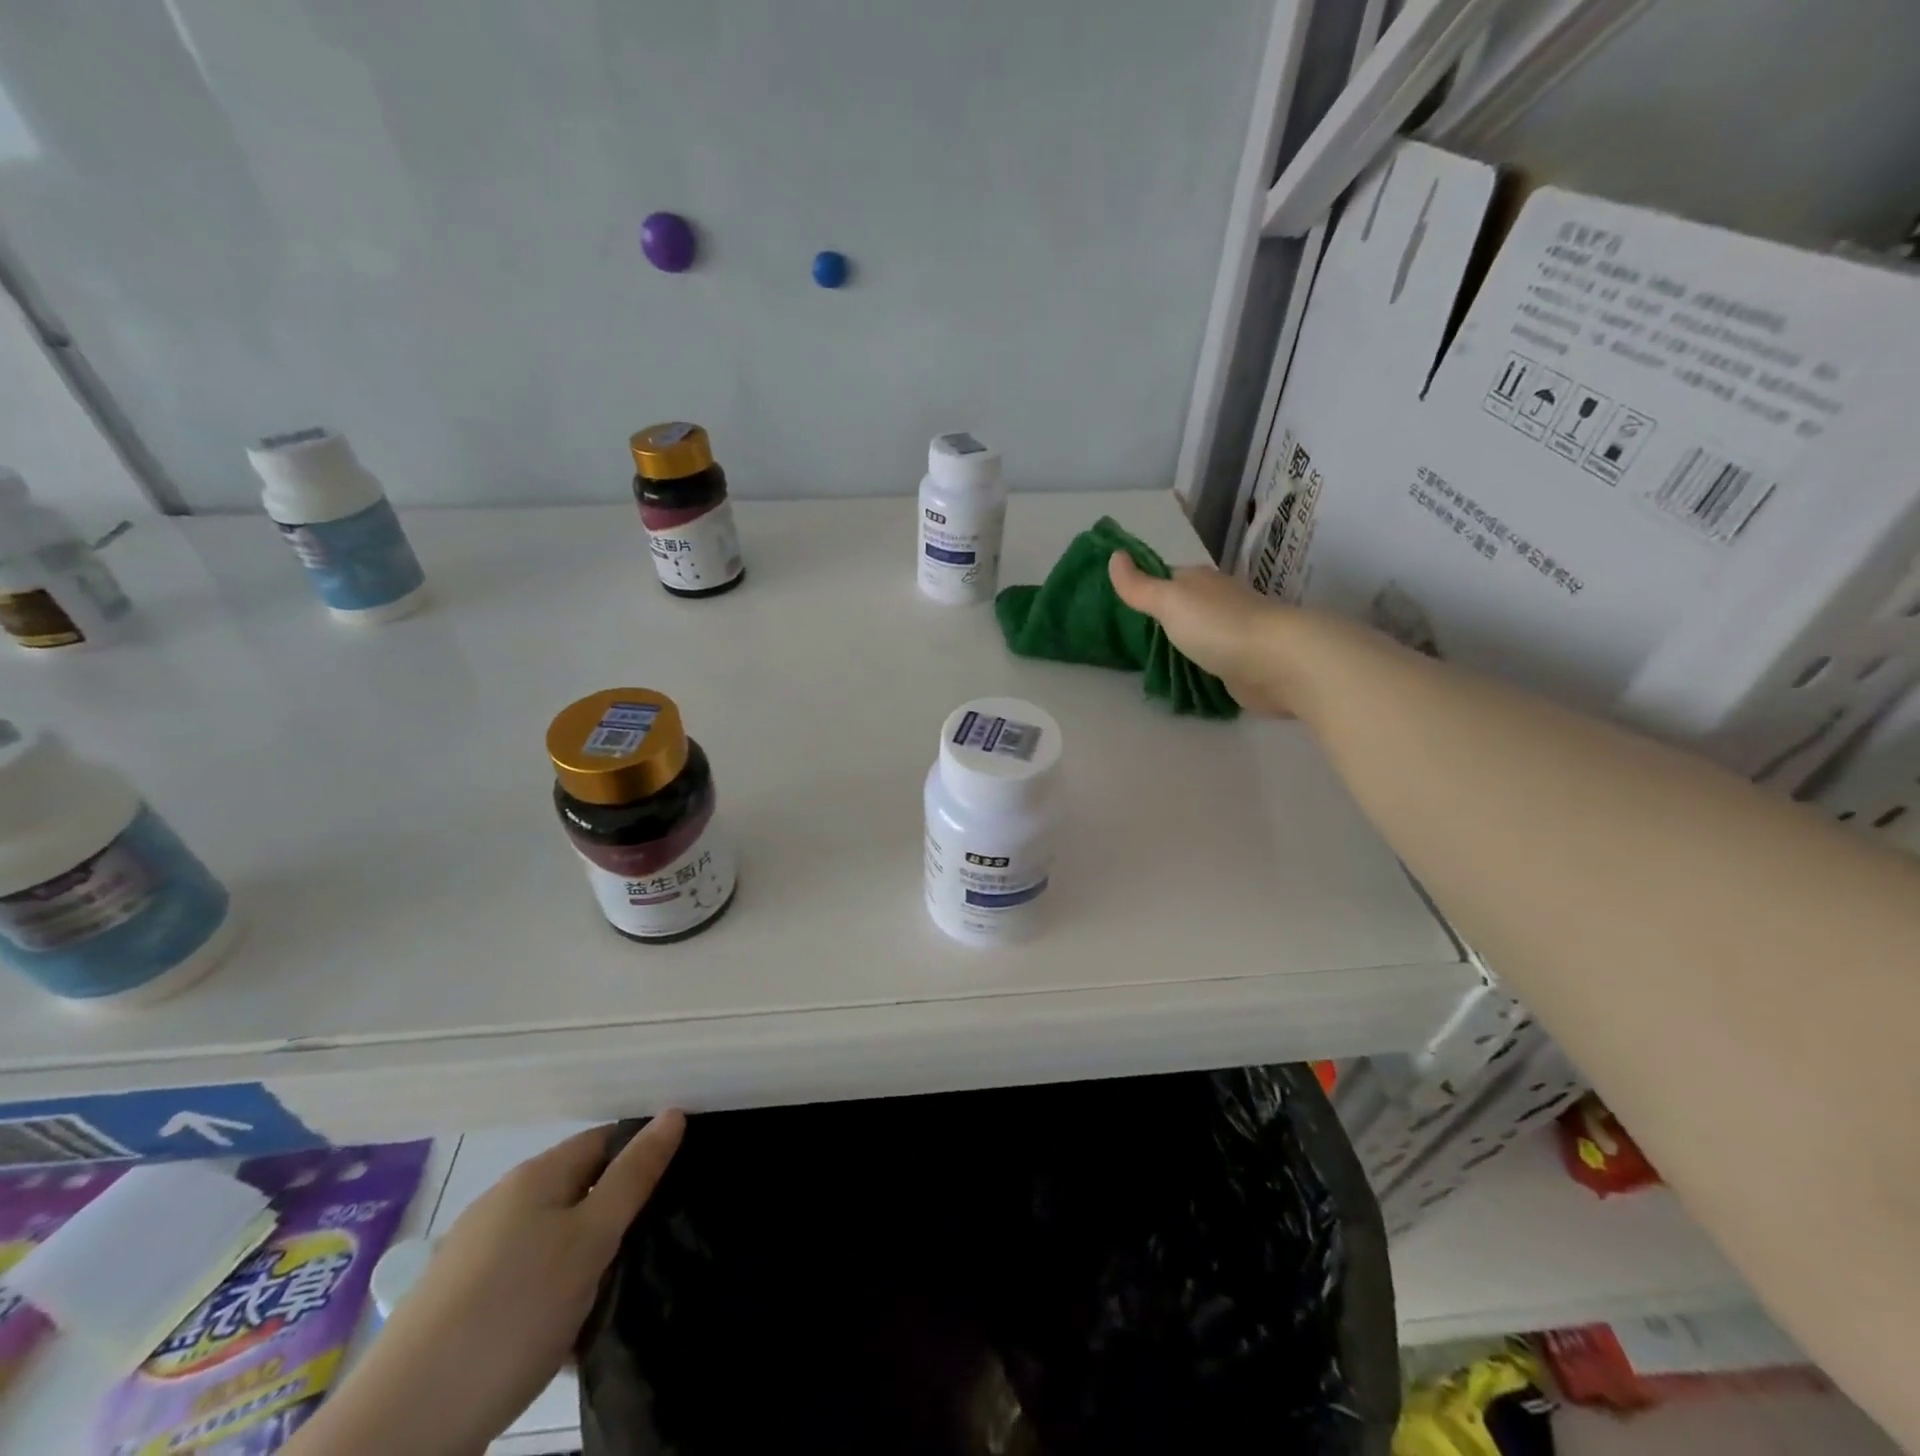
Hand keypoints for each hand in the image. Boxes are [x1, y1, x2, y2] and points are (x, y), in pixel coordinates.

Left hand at [289, 1113, 684, 1455]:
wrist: (400, 1429)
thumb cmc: (512, 1313)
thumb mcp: (590, 1240)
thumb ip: (634, 1176)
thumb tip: (673, 1112)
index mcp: (535, 1176)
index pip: (604, 1140)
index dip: (641, 1154)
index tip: (676, 1185)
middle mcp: (502, 1203)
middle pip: (578, 1188)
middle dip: (616, 1211)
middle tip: (654, 1242)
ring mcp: (476, 1255)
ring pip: (553, 1238)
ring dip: (587, 1257)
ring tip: (618, 1290)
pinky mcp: (460, 1306)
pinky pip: (527, 1280)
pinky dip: (554, 1293)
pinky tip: (569, 1330)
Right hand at [1108, 552, 1298, 715]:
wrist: (1277, 663)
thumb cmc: (1218, 626)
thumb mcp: (1169, 601)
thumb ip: (1139, 585)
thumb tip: (1114, 555)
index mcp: (1200, 581)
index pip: (1166, 578)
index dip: (1145, 587)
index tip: (1119, 605)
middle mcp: (1218, 602)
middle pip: (1183, 607)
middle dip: (1161, 619)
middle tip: (1129, 638)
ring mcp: (1232, 634)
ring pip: (1197, 635)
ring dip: (1180, 644)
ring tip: (1149, 661)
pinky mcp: (1242, 664)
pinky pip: (1211, 662)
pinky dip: (1198, 667)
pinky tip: (1183, 677)